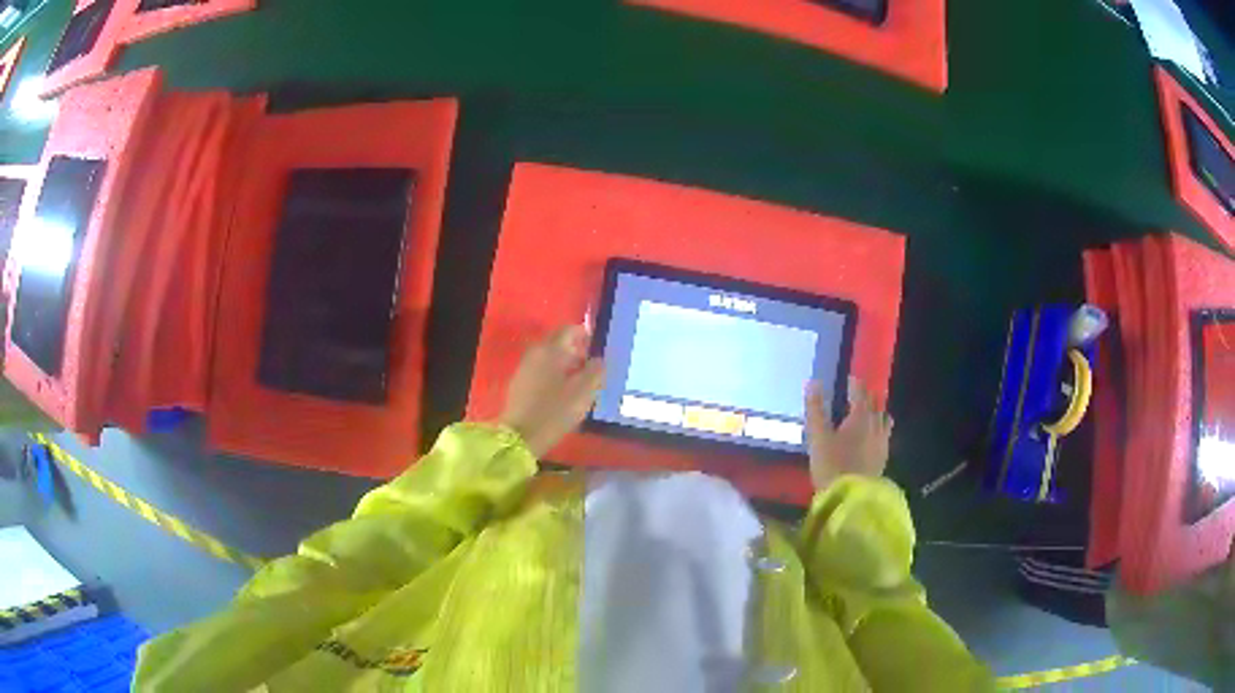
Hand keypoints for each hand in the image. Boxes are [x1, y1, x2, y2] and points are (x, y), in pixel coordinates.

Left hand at [499, 325, 605, 457]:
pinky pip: (541, 369)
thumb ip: (595, 371)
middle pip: (557, 342)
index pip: (569, 330)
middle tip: (591, 363)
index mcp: (551, 350)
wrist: (520, 436)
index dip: (585, 334)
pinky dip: (554, 373)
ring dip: (565, 362)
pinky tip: (563, 389)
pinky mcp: (519, 383)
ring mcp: (524, 367)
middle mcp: (535, 352)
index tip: (597, 344)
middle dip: (575, 349)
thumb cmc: (555, 411)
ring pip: (549, 356)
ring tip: (580, 378)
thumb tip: (598, 359)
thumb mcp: (584, 392)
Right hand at [805, 378, 892, 490]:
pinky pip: (885, 435)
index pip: (860, 392)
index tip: (850, 378)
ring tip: (871, 411)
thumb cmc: (832, 465)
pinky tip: (875, 436)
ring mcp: (882, 442)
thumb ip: (815, 409)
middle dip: (867, 395)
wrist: (851, 497)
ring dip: (877, 411)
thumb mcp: (818, 437)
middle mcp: (875, 425)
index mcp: (860, 416)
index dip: (855, 384)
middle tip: (859, 392)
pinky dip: (880, 428)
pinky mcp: (883, 457)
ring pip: (883, 419)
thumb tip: (812, 382)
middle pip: (875, 404)